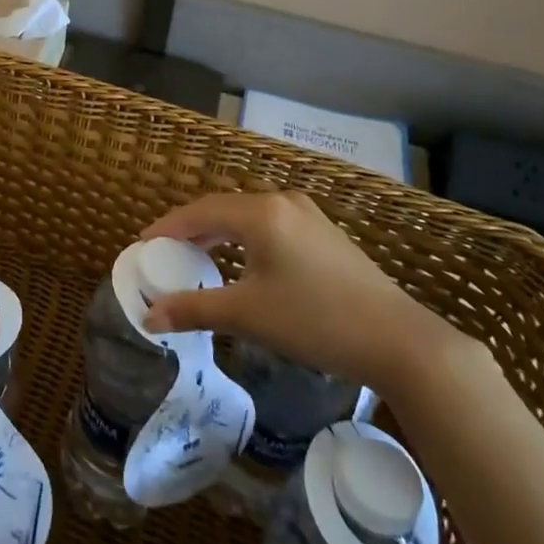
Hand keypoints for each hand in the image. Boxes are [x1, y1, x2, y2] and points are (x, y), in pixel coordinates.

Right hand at [139, 190, 460, 392]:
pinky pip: (271, 226)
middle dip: (192, 230)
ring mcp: (309, 216)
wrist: (400, 340)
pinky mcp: (326, 235)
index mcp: (261, 212)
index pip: (200, 211)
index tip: (143, 245)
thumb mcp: (249, 315)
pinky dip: (245, 240)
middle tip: (166, 253)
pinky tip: (243, 263)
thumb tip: (149, 317)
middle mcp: (283, 202)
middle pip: (223, 209)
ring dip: (220, 235)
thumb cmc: (316, 320)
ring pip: (249, 217)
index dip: (168, 227)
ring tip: (198, 258)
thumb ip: (194, 309)